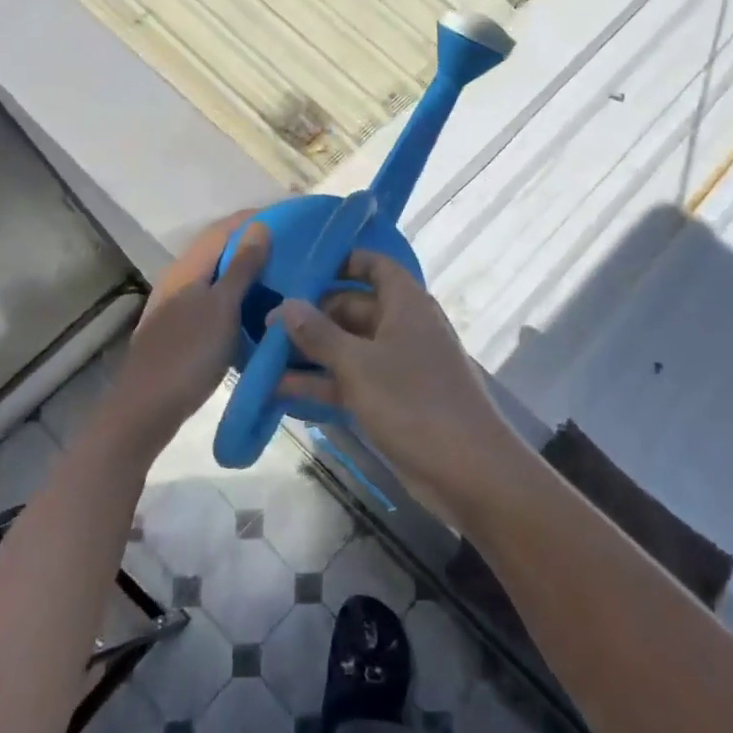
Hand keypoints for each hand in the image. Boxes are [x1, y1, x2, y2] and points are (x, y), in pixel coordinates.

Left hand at [103, 211, 269, 455]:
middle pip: (219, 249)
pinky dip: (237, 295)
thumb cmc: (188, 353)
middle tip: (293, 248)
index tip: (290, 218)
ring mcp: (177, 304)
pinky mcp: (180, 328)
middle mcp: (179, 278)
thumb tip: (260, 226)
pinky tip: (256, 308)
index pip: (224, 228)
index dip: (254, 219)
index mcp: (188, 267)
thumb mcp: (222, 307)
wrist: (147, 408)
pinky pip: (214, 299)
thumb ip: (241, 266)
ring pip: (217, 276)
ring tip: (282, 274)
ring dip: (246, 270)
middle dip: (253, 243)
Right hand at [270, 251, 522, 525]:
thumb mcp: (358, 365)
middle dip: (312, 316)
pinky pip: (352, 382)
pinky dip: (323, 385)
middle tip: (265, 325)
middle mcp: (403, 327)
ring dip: (311, 354)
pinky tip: (280, 393)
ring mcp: (399, 366)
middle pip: (353, 308)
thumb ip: (318, 334)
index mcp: (406, 304)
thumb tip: (285, 305)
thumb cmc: (413, 402)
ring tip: (262, 358)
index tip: (300, 269)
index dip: (341, 262)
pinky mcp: (393, 400)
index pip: (374, 265)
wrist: (469, 470)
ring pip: (349, 348)